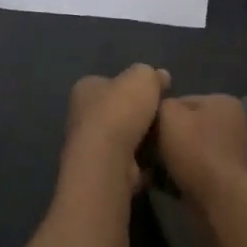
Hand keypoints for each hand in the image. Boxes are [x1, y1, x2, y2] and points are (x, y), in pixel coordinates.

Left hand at [64, 63, 170, 194]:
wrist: (108, 161)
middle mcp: (82, 117)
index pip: (109, 83)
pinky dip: (142, 163)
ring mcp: (90, 148)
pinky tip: (158, 160)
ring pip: (123, 139)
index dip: (131, 86)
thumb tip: (161, 77)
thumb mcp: (143, 77)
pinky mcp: (102, 172)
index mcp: (86, 88)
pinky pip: (128, 164)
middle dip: (138, 115)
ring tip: (165, 138)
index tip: (153, 93)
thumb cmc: (120, 110)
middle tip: (163, 116)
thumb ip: (152, 75)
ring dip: (141, 140)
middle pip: (116, 111)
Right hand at [155, 95, 246, 207]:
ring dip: (178, 158)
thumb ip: (161, 105)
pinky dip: (188, 174)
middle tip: (150, 153)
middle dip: (171, 139)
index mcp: (224, 101)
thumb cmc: (195, 150)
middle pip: (191, 126)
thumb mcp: (168, 116)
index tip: (147, 132)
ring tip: (158, 171)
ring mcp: (237, 152)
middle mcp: (236, 123)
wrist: (220, 199)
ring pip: (195, 150)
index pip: (182, 101)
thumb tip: (157, 112)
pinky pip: (202, 170)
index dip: (161, 116)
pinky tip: (172, 184)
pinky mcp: (233, 179)